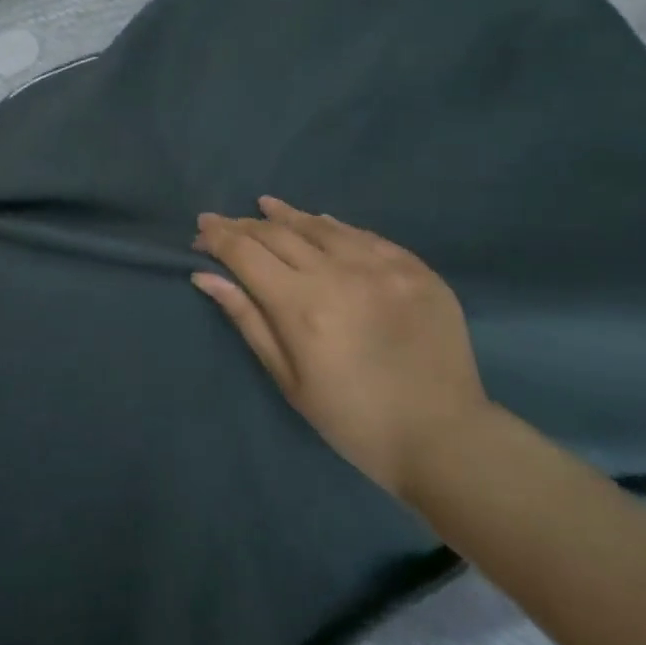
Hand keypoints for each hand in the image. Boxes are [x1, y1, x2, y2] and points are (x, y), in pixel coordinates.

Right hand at [192, 196, 487, 500]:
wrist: (445, 438)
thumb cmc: (353, 419)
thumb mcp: (288, 379)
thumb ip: (247, 319)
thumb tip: (206, 275)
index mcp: (302, 306)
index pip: (246, 254)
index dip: (219, 237)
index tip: (201, 228)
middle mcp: (339, 274)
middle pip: (279, 234)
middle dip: (244, 225)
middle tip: (223, 222)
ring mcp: (383, 267)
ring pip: (321, 226)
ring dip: (286, 215)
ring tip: (264, 206)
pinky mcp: (416, 270)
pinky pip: (365, 236)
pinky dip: (334, 226)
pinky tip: (320, 222)